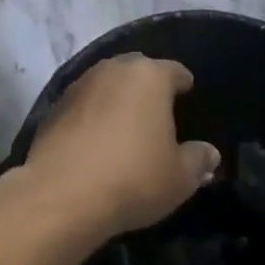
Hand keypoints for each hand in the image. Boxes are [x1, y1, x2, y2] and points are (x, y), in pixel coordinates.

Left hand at [21, 55, 219, 237]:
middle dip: (148, 84)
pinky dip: (92, 114)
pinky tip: (96, 138)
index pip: (174, 70)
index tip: (187, 92)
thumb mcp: (179, 178)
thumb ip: (198, 160)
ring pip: (106, 83)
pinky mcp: (54, 106)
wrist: (62, 194)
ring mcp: (80, 85)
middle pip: (137, 69)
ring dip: (117, 97)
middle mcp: (114, 70)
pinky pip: (83, 104)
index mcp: (150, 77)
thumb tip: (209, 153)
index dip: (183, 82)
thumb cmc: (133, 178)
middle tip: (157, 108)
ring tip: (125, 122)